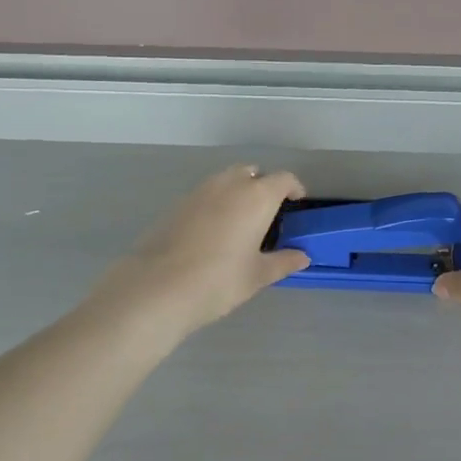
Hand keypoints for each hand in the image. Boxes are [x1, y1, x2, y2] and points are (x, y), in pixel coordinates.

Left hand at [95, 165, 309, 336]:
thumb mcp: (257, 276)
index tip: (297, 203)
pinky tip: (214, 231)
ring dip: (238, 191)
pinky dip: (216, 202)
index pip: (283, 179)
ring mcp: (200, 191)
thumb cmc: (219, 280)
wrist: (158, 288)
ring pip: (226, 179)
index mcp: (256, 196)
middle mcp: (229, 184)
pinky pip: (206, 193)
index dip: (294, 188)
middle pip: (252, 172)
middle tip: (268, 213)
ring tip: (241, 222)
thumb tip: (302, 256)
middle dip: (263, 186)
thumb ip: (283, 262)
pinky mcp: (178, 204)